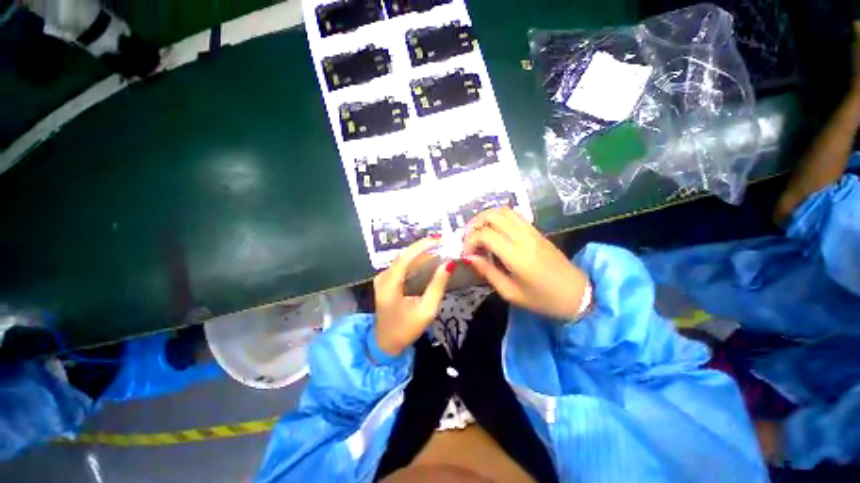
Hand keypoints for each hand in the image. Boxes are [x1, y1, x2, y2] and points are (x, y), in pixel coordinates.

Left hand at [374, 237, 454, 356]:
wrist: (385, 344)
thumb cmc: (406, 329)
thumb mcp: (426, 309)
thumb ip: (437, 285)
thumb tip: (449, 264)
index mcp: (389, 284)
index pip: (406, 257)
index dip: (423, 245)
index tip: (439, 239)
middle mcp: (383, 277)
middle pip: (404, 255)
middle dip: (423, 247)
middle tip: (442, 242)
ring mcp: (383, 278)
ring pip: (403, 259)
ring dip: (420, 253)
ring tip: (439, 249)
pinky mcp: (386, 282)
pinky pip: (402, 266)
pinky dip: (415, 262)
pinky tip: (428, 261)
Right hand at [462, 207, 589, 319]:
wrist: (578, 294)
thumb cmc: (542, 299)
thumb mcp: (510, 292)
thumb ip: (488, 271)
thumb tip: (468, 257)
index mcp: (516, 256)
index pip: (485, 234)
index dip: (470, 241)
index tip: (466, 253)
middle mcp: (524, 238)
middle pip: (493, 216)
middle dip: (474, 224)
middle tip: (468, 239)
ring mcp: (532, 231)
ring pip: (503, 211)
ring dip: (486, 217)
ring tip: (478, 231)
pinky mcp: (537, 231)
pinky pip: (514, 215)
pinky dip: (498, 217)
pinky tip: (493, 229)